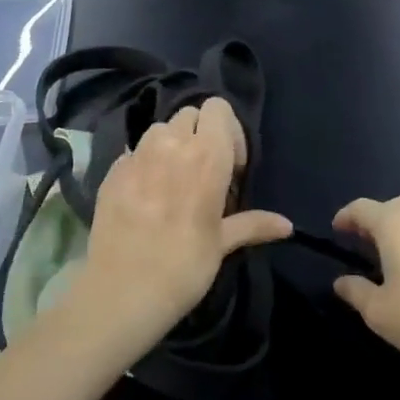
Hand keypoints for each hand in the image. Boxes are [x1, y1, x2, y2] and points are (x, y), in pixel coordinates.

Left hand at [74, 97, 290, 357]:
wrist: (122, 291)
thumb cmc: (184, 266)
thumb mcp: (222, 244)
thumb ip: (253, 224)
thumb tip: (287, 225)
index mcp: (207, 155)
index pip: (218, 108)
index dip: (228, 131)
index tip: (231, 167)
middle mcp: (171, 144)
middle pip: (190, 114)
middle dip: (200, 135)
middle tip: (204, 172)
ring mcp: (137, 155)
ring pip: (160, 129)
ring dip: (171, 145)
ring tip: (172, 181)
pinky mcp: (112, 170)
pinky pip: (133, 152)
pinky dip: (144, 164)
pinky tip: (145, 196)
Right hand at [332, 197, 399, 375]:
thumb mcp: (378, 311)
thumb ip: (355, 290)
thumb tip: (342, 281)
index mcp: (394, 222)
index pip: (361, 208)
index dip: (345, 218)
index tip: (336, 231)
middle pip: (389, 208)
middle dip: (372, 223)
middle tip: (360, 245)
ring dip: (398, 230)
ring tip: (389, 255)